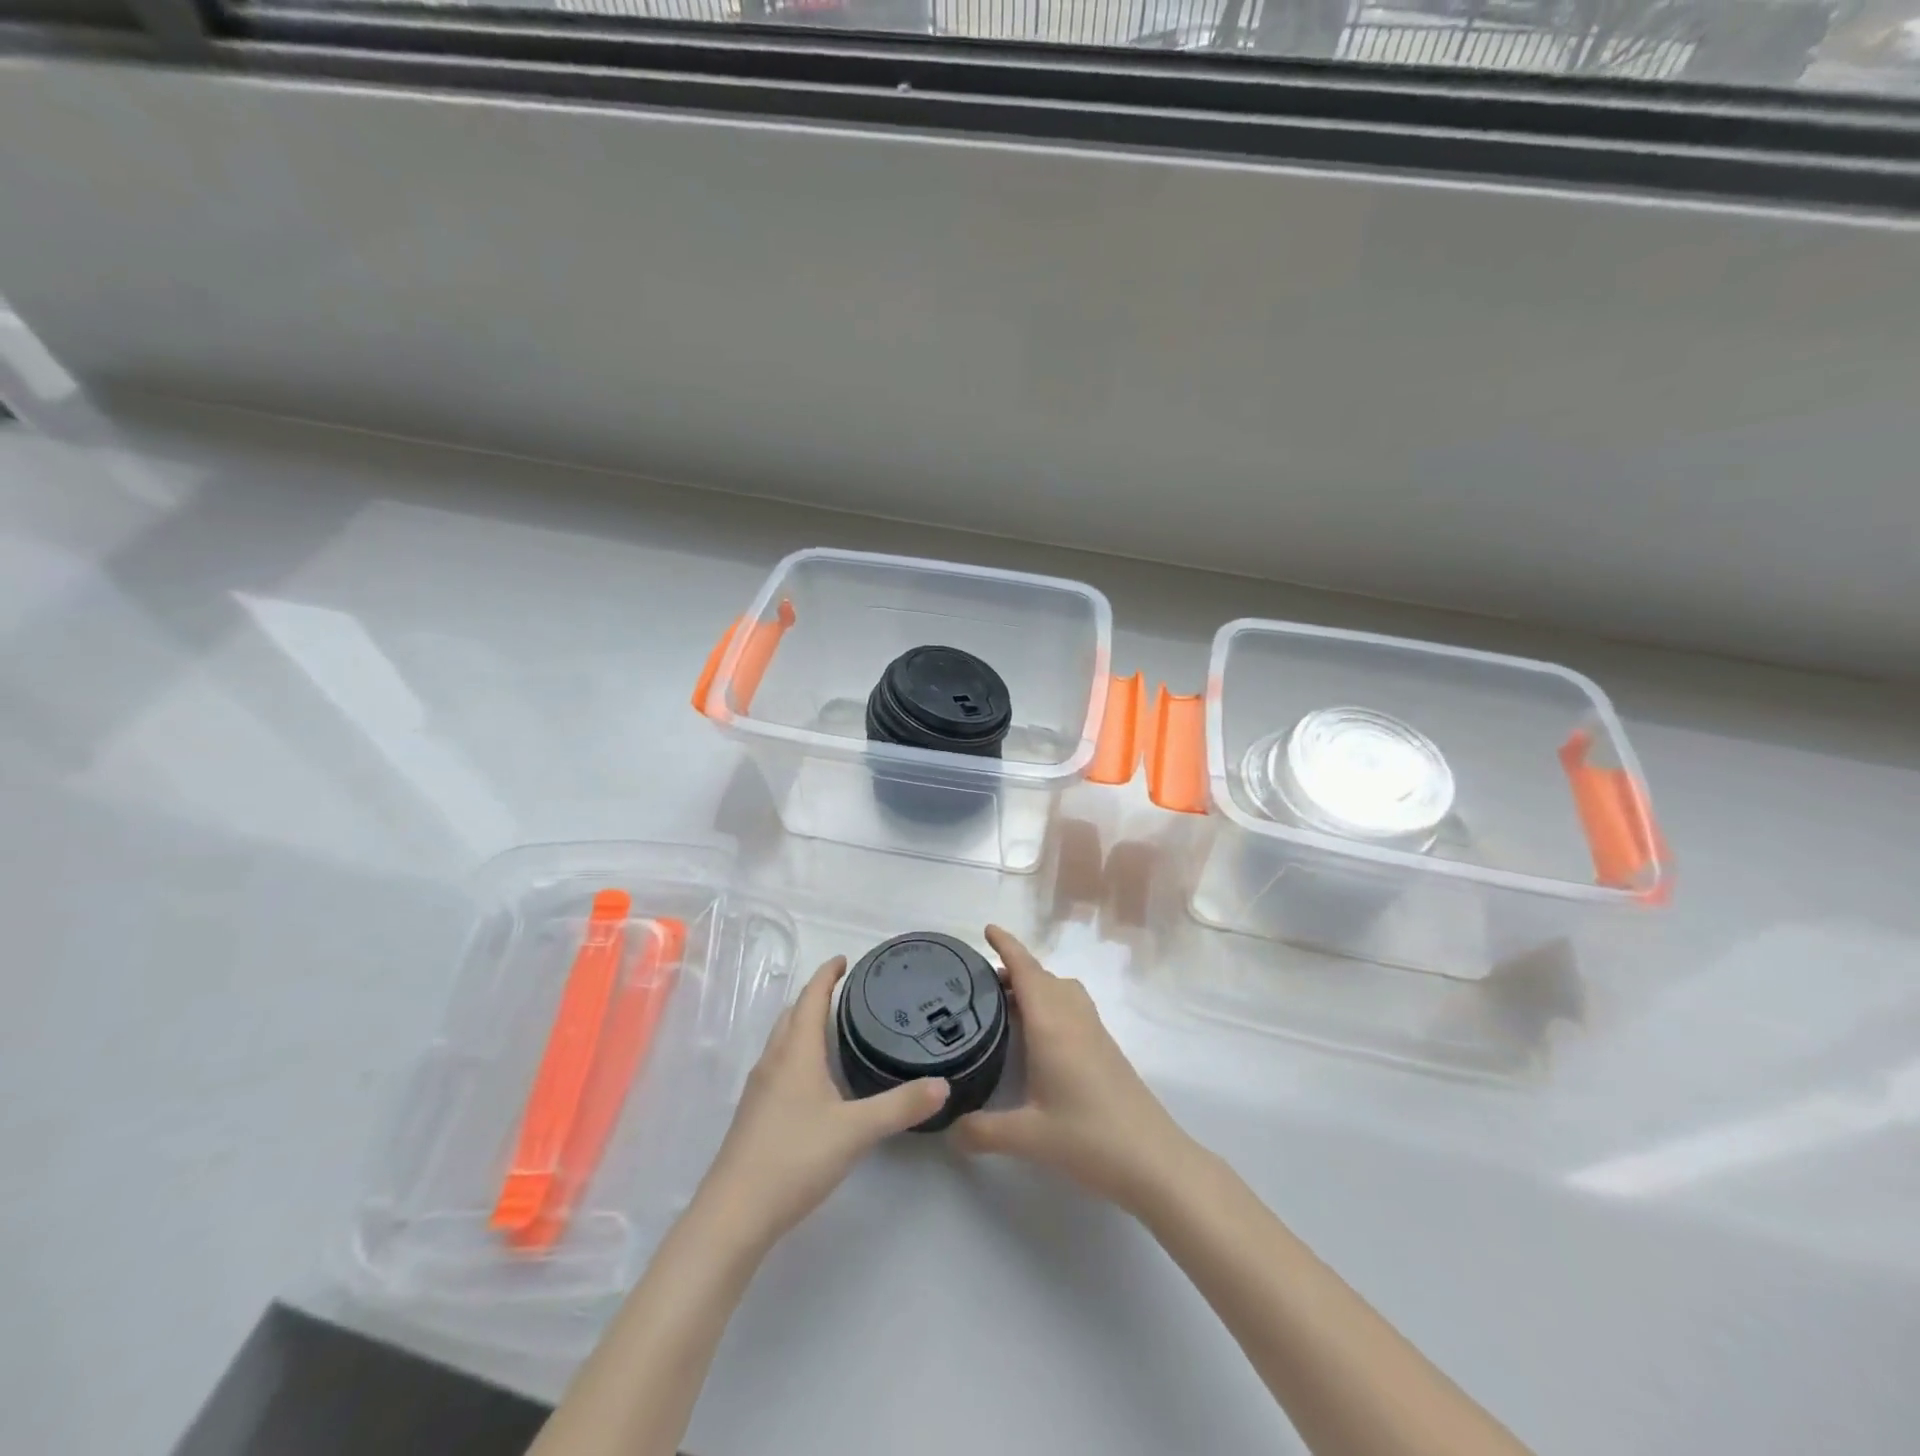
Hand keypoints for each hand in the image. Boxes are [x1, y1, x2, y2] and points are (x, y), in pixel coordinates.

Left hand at [692, 955, 948, 1251]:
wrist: (734, 1214)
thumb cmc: (794, 1158)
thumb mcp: (856, 1131)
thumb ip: (900, 1106)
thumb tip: (943, 1085)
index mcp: (795, 1052)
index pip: (810, 998)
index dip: (827, 975)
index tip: (845, 960)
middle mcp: (773, 1061)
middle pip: (792, 1014)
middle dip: (816, 997)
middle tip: (848, 993)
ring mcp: (759, 1089)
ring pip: (783, 1041)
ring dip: (804, 1025)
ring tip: (836, 1030)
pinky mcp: (754, 1114)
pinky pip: (779, 1065)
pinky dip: (798, 1054)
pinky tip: (816, 1081)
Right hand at [952, 926, 1196, 1214]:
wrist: (1154, 1161)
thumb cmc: (1090, 1139)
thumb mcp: (1028, 1138)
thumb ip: (982, 1131)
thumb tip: (949, 1130)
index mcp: (1052, 1025)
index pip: (1026, 971)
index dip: (1007, 946)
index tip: (988, 929)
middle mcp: (1073, 1018)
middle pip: (1042, 977)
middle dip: (1014, 969)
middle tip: (981, 982)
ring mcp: (1094, 1032)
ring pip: (1061, 990)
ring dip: (1035, 986)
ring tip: (1007, 1006)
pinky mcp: (1106, 1049)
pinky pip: (1073, 1007)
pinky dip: (1051, 1003)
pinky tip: (1039, 1036)